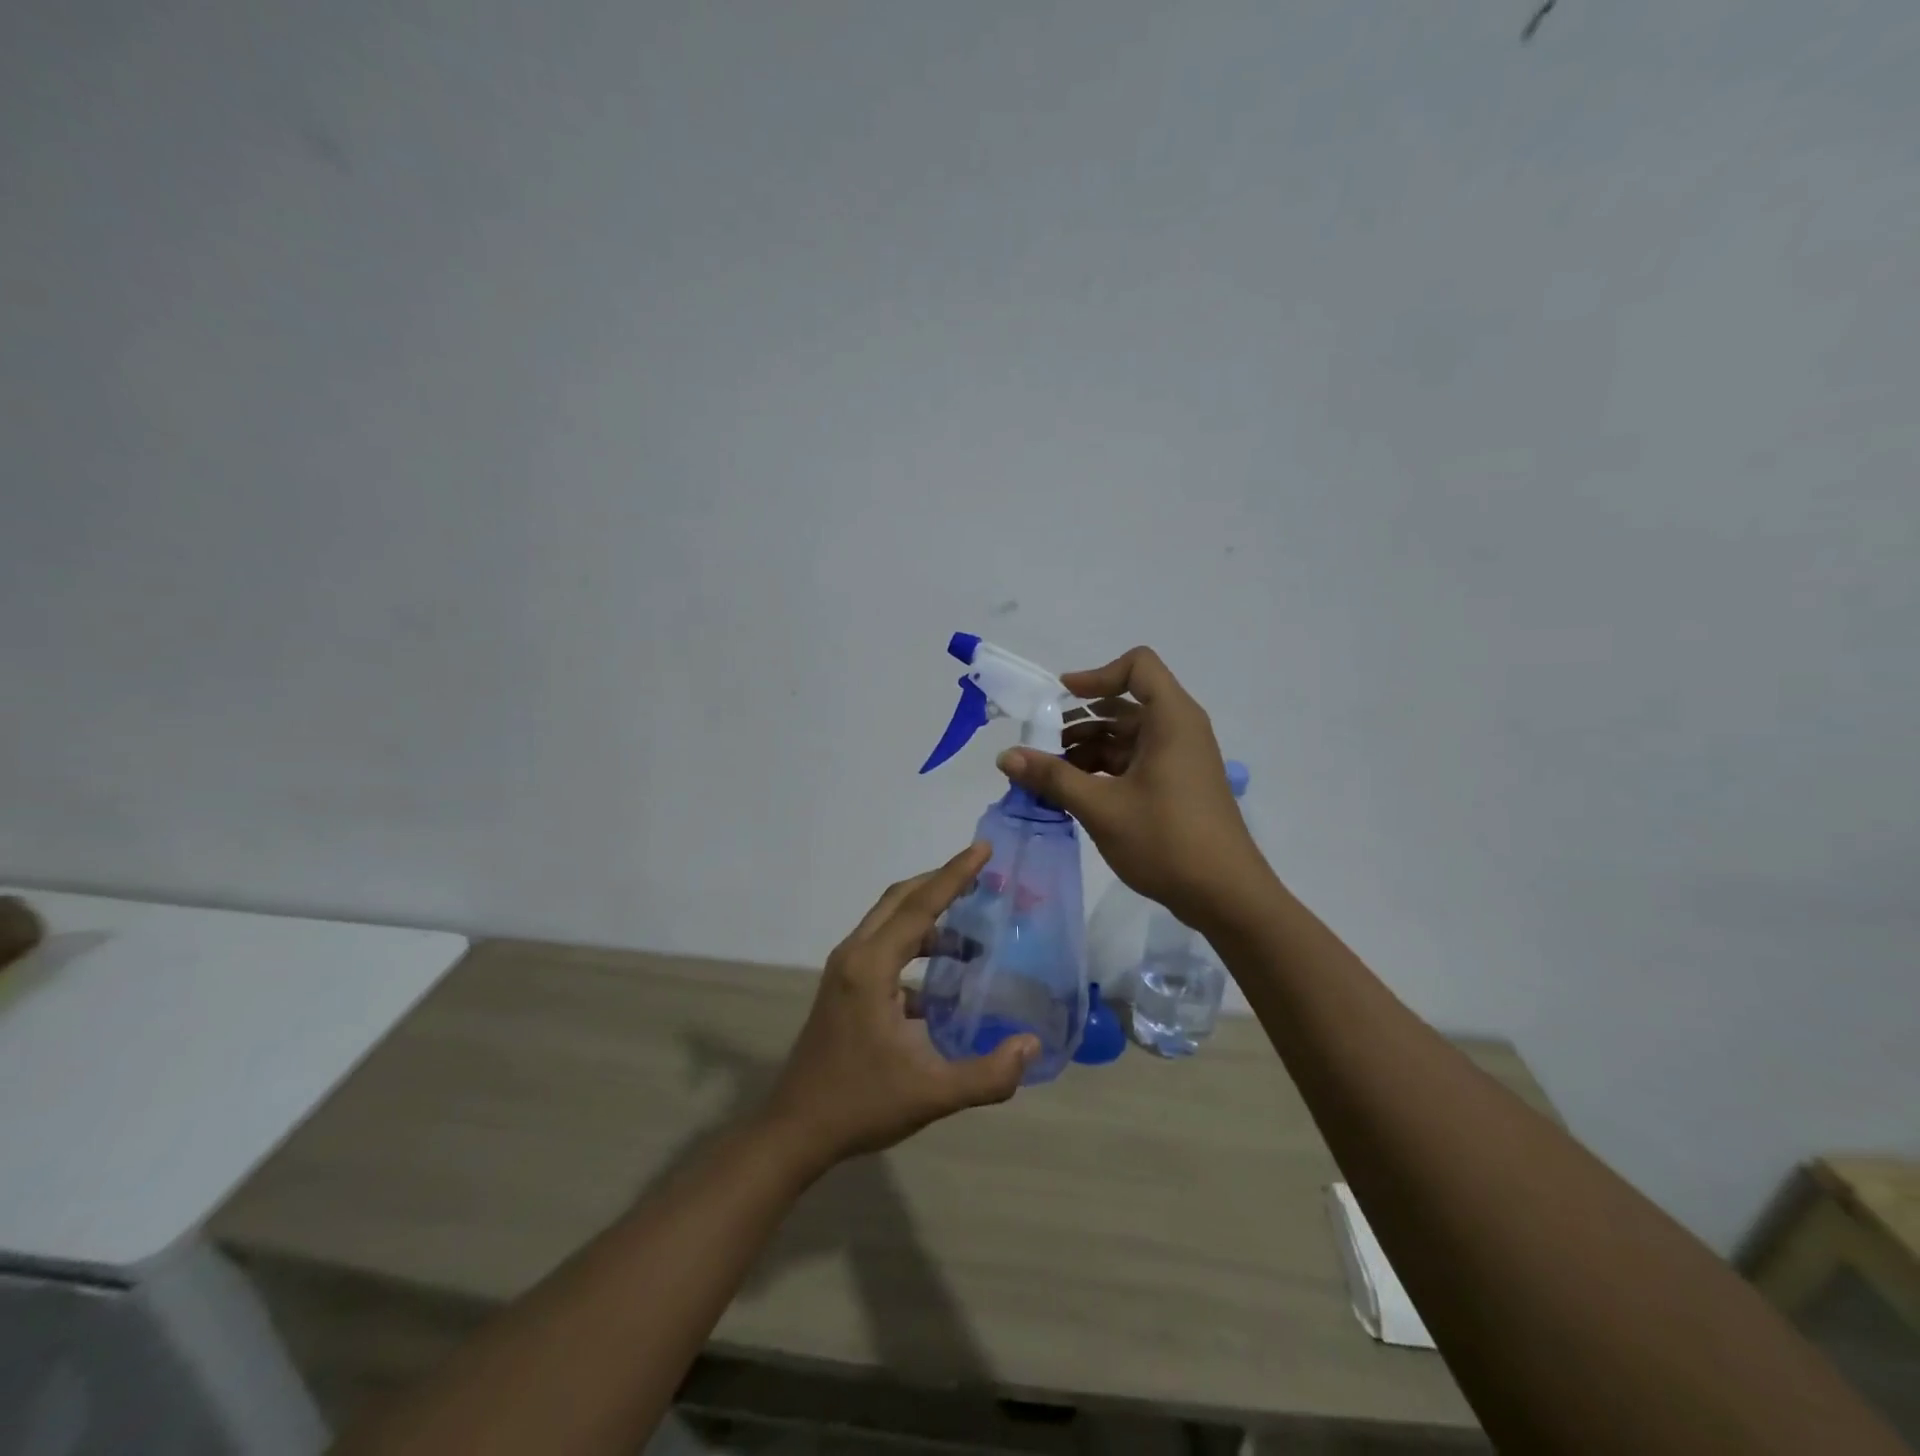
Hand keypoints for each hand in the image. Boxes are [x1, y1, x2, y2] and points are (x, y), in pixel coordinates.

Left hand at [764, 844, 1038, 1173]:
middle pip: (900, 901)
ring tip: (972, 937)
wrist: (795, 1131)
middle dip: (940, 884)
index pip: (919, 907)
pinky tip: (944, 982)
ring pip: (890, 923)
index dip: (953, 875)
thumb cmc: (859, 1105)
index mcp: (871, 967)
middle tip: (981, 877)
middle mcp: (854, 956)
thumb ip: (986, 1074)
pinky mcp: (844, 989)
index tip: (983, 849)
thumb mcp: (931, 1094)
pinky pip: (884, 949)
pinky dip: (915, 949)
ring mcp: (845, 971)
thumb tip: (1031, 1045)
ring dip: (929, 920)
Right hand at [997, 646, 1269, 929]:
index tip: (1061, 699)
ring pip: (1127, 737)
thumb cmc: (1166, 840)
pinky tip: (1073, 793)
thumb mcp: (1101, 807)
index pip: (1138, 666)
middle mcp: (1179, 730)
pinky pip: (1135, 762)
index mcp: (1171, 719)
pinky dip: (1103, 769)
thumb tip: (1005, 756)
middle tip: (1040, 744)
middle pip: (1125, 704)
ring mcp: (1180, 759)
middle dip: (1080, 719)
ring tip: (1049, 775)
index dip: (1097, 675)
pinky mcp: (1177, 786)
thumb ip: (1052, 776)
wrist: (1226, 896)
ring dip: (1087, 748)